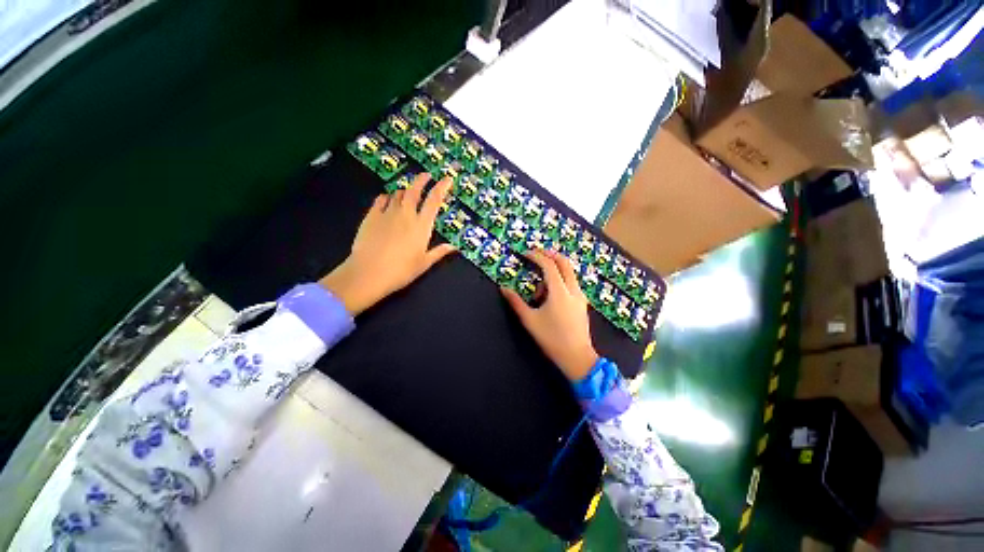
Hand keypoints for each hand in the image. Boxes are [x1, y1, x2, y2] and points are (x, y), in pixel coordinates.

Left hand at [319, 174, 456, 314]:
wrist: (368, 273)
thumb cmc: (401, 271)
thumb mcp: (424, 264)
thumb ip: (439, 252)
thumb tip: (454, 247)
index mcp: (421, 226)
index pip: (434, 201)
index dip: (442, 187)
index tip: (447, 179)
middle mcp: (405, 214)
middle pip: (414, 190)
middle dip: (422, 180)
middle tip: (426, 175)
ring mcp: (387, 213)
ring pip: (398, 193)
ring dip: (405, 190)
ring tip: (408, 192)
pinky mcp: (371, 216)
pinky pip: (380, 200)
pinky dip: (387, 197)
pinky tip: (387, 199)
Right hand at [501, 249, 598, 381]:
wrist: (577, 357)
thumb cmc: (551, 339)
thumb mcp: (530, 320)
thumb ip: (516, 302)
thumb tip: (503, 289)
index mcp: (559, 292)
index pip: (549, 265)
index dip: (537, 256)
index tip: (525, 253)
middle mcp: (573, 289)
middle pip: (564, 263)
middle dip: (550, 254)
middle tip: (536, 254)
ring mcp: (580, 296)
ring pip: (569, 272)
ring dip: (555, 269)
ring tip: (539, 288)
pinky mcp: (582, 303)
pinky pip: (571, 283)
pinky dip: (560, 279)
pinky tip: (549, 294)